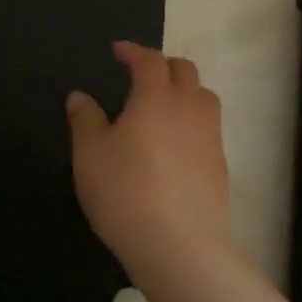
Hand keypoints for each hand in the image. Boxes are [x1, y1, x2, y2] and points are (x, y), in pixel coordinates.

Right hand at [67, 42, 231, 280]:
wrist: (182, 250)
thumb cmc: (127, 192)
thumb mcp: (90, 154)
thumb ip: (85, 120)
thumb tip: (80, 96)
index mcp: (156, 96)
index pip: (149, 59)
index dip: (133, 51)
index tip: (118, 51)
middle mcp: (189, 107)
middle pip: (184, 70)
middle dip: (162, 65)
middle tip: (141, 74)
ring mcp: (210, 137)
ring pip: (203, 97)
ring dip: (184, 91)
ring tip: (163, 107)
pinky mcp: (221, 168)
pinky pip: (208, 129)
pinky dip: (192, 124)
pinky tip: (174, 146)